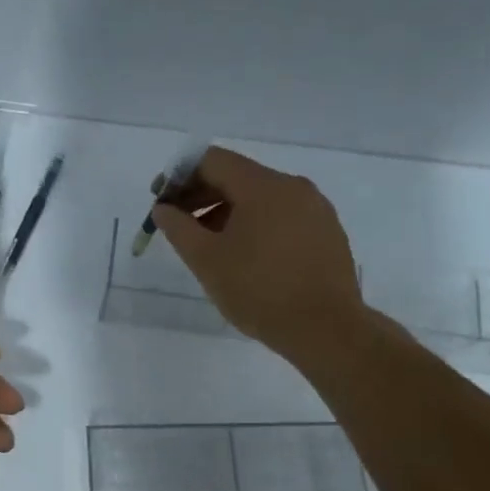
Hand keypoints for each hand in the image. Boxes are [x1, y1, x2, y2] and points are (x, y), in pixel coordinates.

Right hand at [151, 147, 364, 368]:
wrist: (326, 329)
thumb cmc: (259, 291)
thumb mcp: (206, 260)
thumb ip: (178, 228)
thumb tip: (163, 209)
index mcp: (263, 186)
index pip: (212, 161)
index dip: (179, 177)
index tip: (162, 203)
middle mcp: (293, 187)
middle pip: (237, 176)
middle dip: (202, 196)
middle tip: (178, 225)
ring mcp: (315, 209)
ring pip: (261, 198)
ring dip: (227, 213)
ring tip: (208, 246)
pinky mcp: (327, 232)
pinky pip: (282, 216)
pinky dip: (256, 225)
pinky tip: (245, 257)